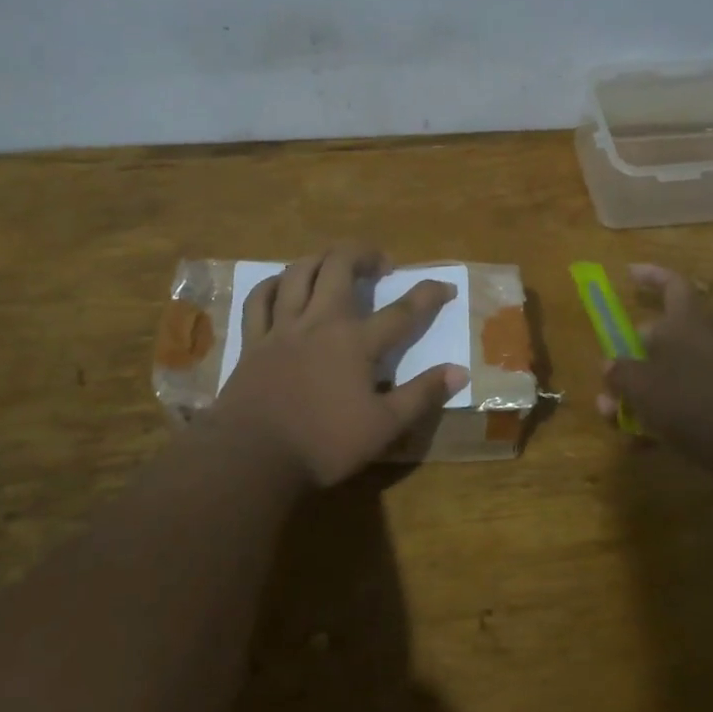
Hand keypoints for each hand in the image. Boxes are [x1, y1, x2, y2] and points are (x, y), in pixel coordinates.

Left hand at [213, 246, 468, 486]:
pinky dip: (274, 284)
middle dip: (365, 254)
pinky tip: (283, 283)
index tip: (446, 286)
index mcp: (356, 342)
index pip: (402, 311)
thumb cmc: (324, 444)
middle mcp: (320, 322)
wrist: (253, 457)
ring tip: (336, 264)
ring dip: (322, 259)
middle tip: (381, 264)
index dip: (428, 295)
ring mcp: (282, 328)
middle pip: (340, 267)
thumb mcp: (384, 426)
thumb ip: (421, 395)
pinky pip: (259, 299)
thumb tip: (459, 371)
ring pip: (299, 272)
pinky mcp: (253, 341)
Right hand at [599, 265, 712, 480]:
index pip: (672, 286)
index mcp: (684, 326)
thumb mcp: (643, 387)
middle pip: (661, 338)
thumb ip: (622, 373)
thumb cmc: (693, 404)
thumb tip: (610, 364)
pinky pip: (682, 406)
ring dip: (637, 394)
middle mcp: (701, 345)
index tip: (628, 273)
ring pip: (666, 377)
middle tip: (607, 378)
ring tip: (612, 417)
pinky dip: (659, 418)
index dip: (651, 275)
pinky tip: (639, 442)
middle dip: (628, 357)